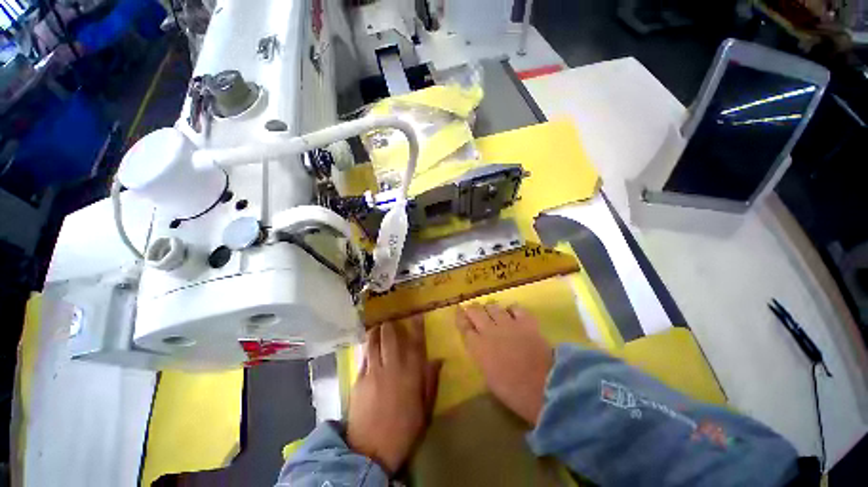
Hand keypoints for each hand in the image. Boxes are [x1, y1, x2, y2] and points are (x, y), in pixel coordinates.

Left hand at [347, 317, 441, 474]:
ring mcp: (374, 371)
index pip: (416, 343)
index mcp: (411, 374)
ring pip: (374, 342)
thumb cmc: (404, 430)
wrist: (371, 451)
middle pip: (391, 337)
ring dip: (376, 332)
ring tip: (377, 328)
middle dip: (391, 326)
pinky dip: (367, 347)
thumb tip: (438, 360)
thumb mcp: (425, 409)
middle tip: (391, 322)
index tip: (417, 316)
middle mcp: (393, 367)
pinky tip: (368, 346)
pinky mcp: (359, 379)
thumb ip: (431, 381)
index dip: (417, 327)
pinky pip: (364, 356)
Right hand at [456, 303, 552, 425]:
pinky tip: (512, 313)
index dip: (460, 317)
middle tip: (472, 310)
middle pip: (475, 312)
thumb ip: (482, 358)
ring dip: (490, 308)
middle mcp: (490, 330)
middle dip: (472, 309)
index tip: (458, 310)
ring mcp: (508, 323)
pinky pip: (515, 308)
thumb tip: (481, 348)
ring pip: (493, 307)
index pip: (464, 327)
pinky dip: (511, 309)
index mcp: (478, 347)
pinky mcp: (526, 321)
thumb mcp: (489, 378)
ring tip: (491, 310)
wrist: (545, 387)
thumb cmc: (514, 391)